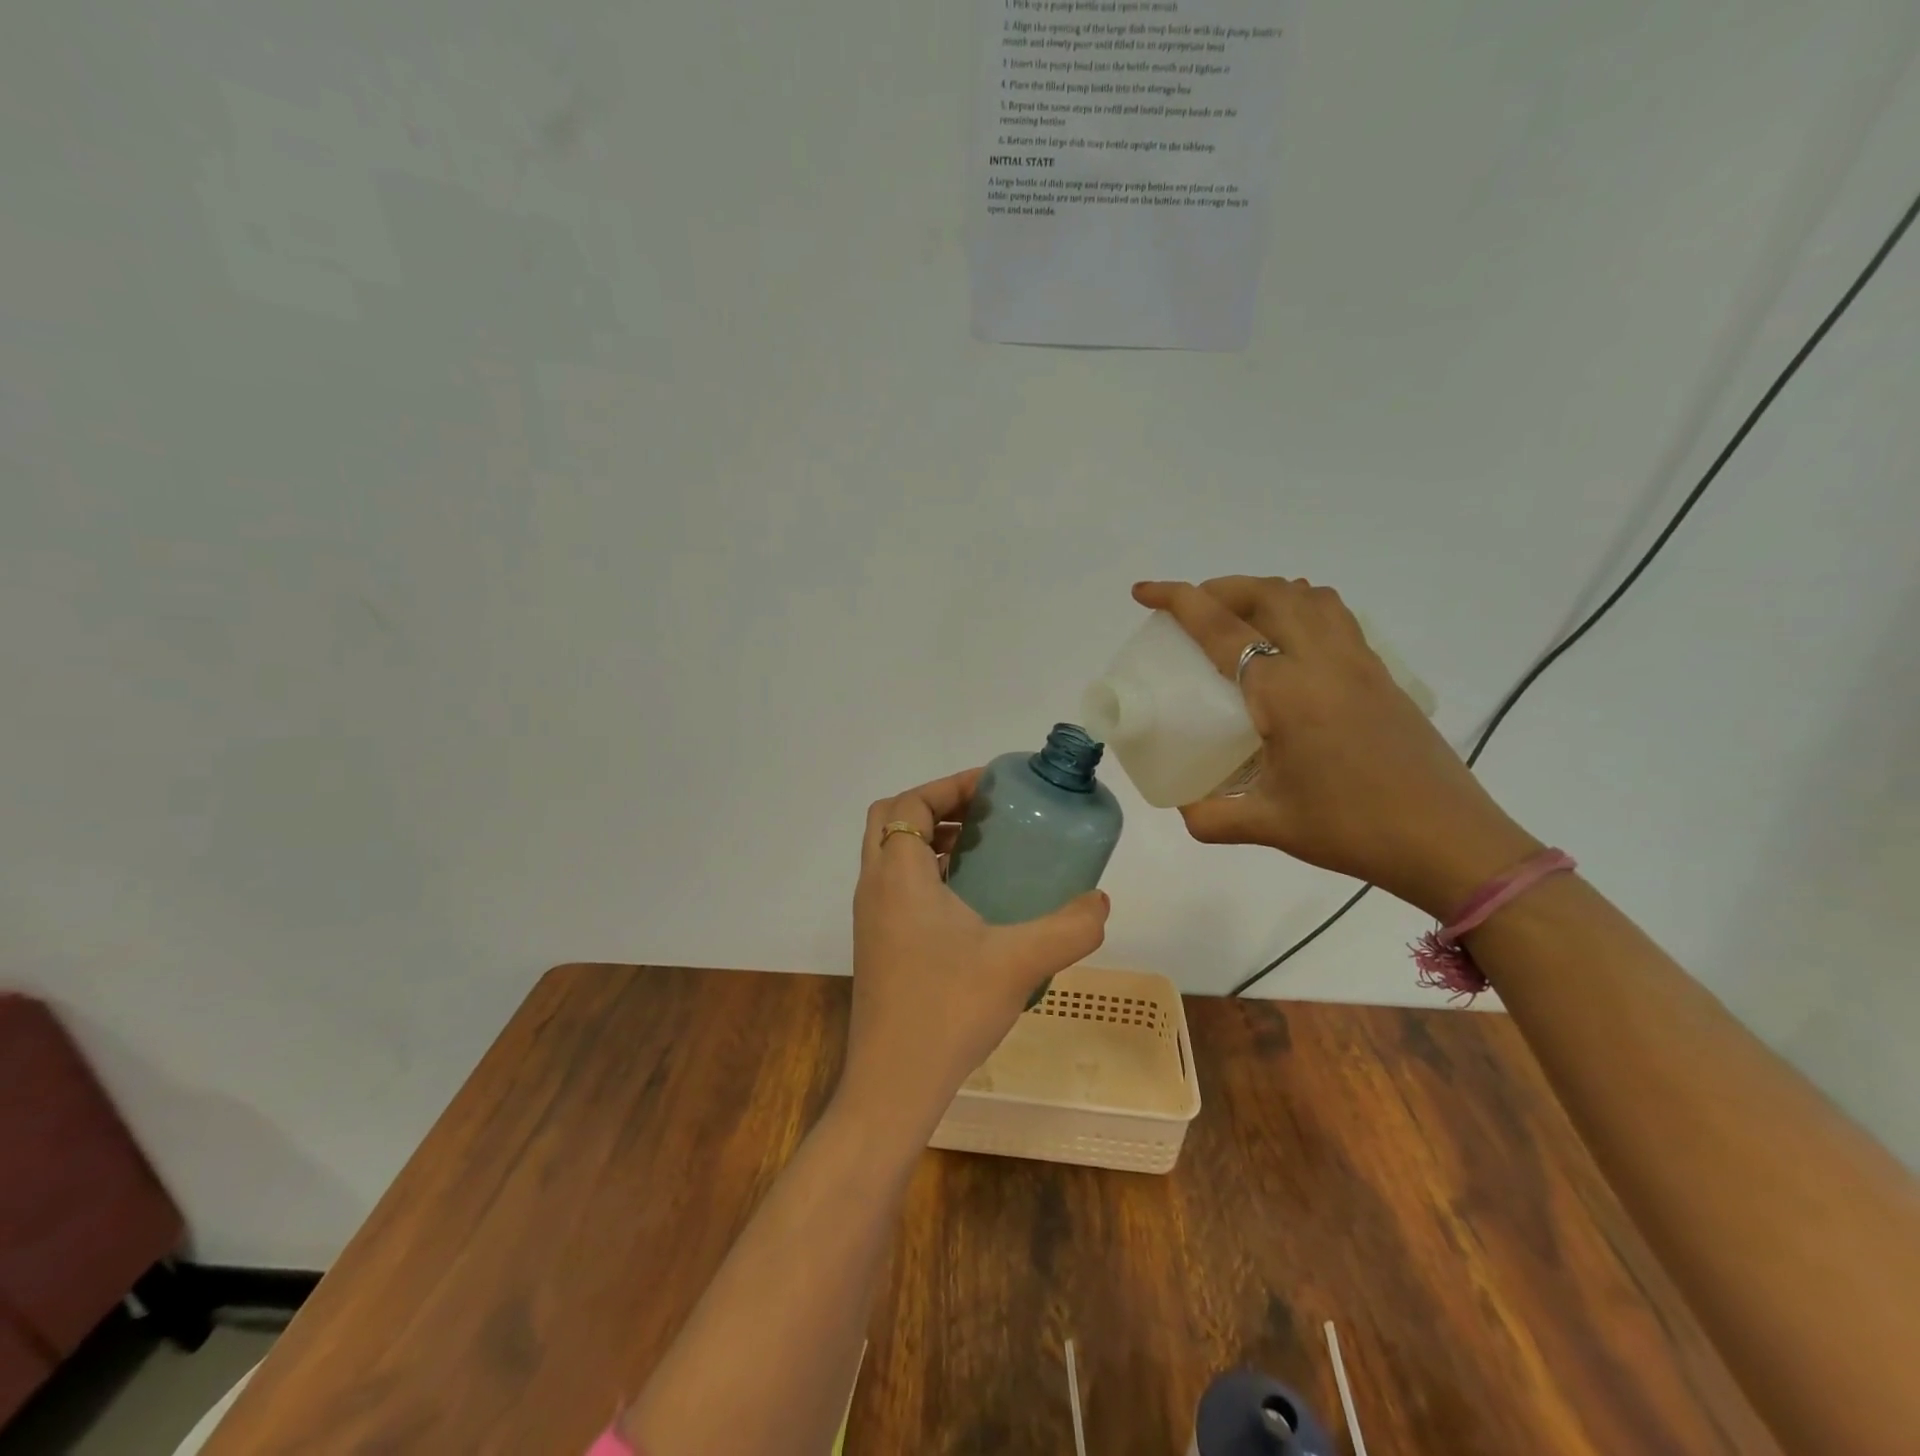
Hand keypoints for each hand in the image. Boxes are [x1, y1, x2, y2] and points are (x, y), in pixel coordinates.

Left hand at [841, 769, 1109, 1131]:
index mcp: (898, 875)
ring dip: (931, 840)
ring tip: (984, 851)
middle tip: (985, 815)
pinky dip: (927, 874)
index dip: (948, 786)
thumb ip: (1069, 927)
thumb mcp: (1020, 961)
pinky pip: (896, 887)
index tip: (992, 787)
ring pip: (891, 855)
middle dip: (936, 806)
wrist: (894, 1084)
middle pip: (892, 820)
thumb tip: (1101, 902)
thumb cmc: (948, 1009)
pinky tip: (972, 904)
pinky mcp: (877, 945)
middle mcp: (875, 888)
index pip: (909, 804)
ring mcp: (871, 919)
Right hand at [1134, 578, 1540, 918]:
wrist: (1450, 842)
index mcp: (1286, 691)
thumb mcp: (1271, 826)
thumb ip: (1213, 816)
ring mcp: (1359, 663)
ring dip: (1265, 592)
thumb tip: (1183, 808)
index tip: (1144, 591)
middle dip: (1221, 587)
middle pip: (1268, 594)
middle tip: (1192, 607)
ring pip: (1308, 597)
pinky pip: (1337, 617)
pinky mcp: (1382, 676)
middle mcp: (1323, 662)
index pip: (1222, 628)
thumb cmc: (1353, 829)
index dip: (1178, 601)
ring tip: (1239, 617)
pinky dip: (1303, 608)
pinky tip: (1292, 644)